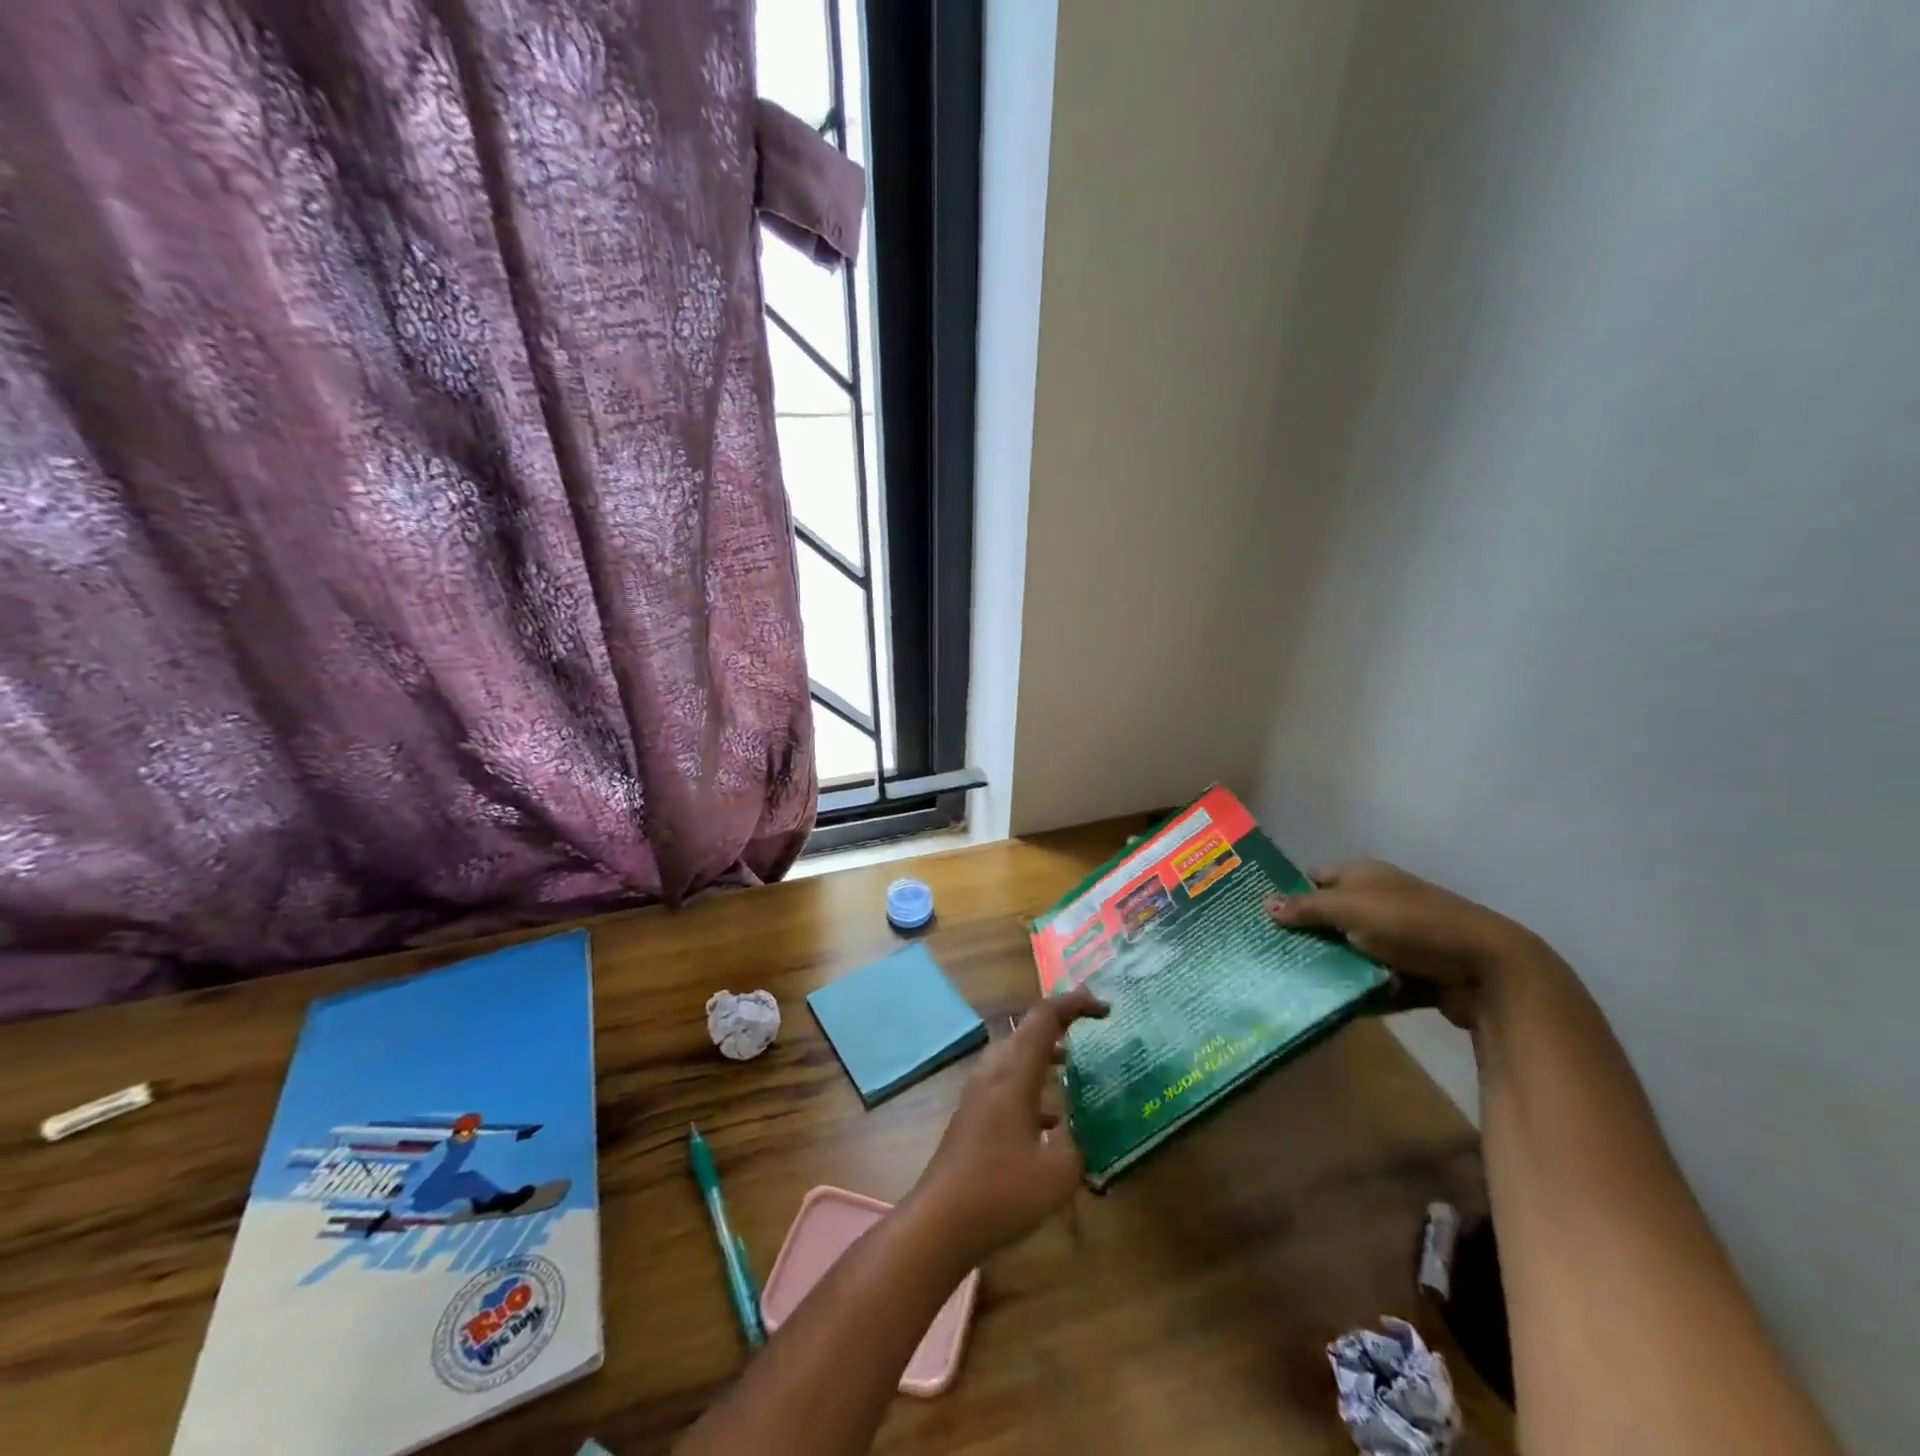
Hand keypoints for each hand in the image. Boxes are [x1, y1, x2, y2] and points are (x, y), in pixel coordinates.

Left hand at [907, 988, 1108, 1265]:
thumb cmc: (1001, 1192)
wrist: (939, 1222)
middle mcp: (994, 1073)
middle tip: (1091, 1026)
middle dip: (1060, 1023)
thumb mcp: (1058, 1174)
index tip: (1105, 1010)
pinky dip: (1032, 1084)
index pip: (1045, 1018)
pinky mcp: (973, 1116)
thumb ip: (1079, 1147)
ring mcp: (979, 1094)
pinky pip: (1007, 1083)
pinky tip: (1051, 1120)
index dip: (1075, 1005)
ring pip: (1016, 1056)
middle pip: (1027, 1031)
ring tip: (1074, 1065)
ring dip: (1045, 1053)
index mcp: (1014, 1074)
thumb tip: (1085, 1135)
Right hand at [1266, 859, 1549, 1027]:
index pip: (1314, 879)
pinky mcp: (1412, 971)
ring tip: (1290, 981)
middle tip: (1267, 953)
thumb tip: (1264, 903)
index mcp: (1364, 875)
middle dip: (1304, 934)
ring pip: (1350, 950)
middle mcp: (1379, 901)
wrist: (1488, 970)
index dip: (1289, 893)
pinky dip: (1356, 989)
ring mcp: (1398, 938)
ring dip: (1329, 965)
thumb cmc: (1412, 926)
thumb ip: (1307, 908)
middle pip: (1329, 916)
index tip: (1259, 915)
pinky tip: (1329, 1002)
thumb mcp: (1351, 909)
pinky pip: (1373, 979)